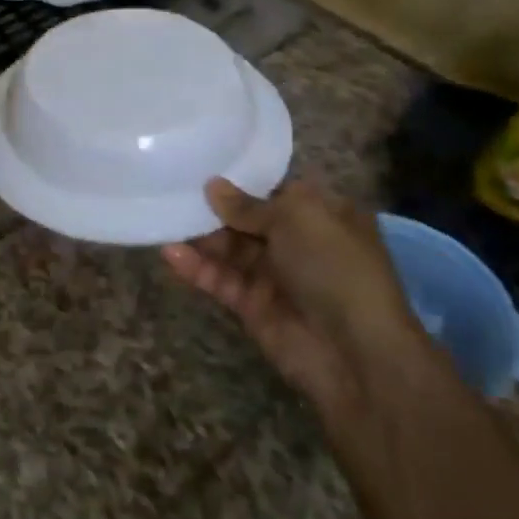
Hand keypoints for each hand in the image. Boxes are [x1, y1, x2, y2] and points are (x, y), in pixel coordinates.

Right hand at [162, 178, 430, 417]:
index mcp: (323, 216)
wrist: (355, 351)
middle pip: (246, 220)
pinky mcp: (251, 306)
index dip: (242, 181)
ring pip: (229, 250)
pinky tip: (170, 254)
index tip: (202, 166)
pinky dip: (196, 268)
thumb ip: (249, 204)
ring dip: (199, 237)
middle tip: (172, 192)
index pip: (276, 191)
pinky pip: (220, 280)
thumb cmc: (335, 267)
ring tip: (163, 220)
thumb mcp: (298, 218)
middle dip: (213, 208)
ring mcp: (274, 276)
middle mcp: (299, 243)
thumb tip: (213, 186)